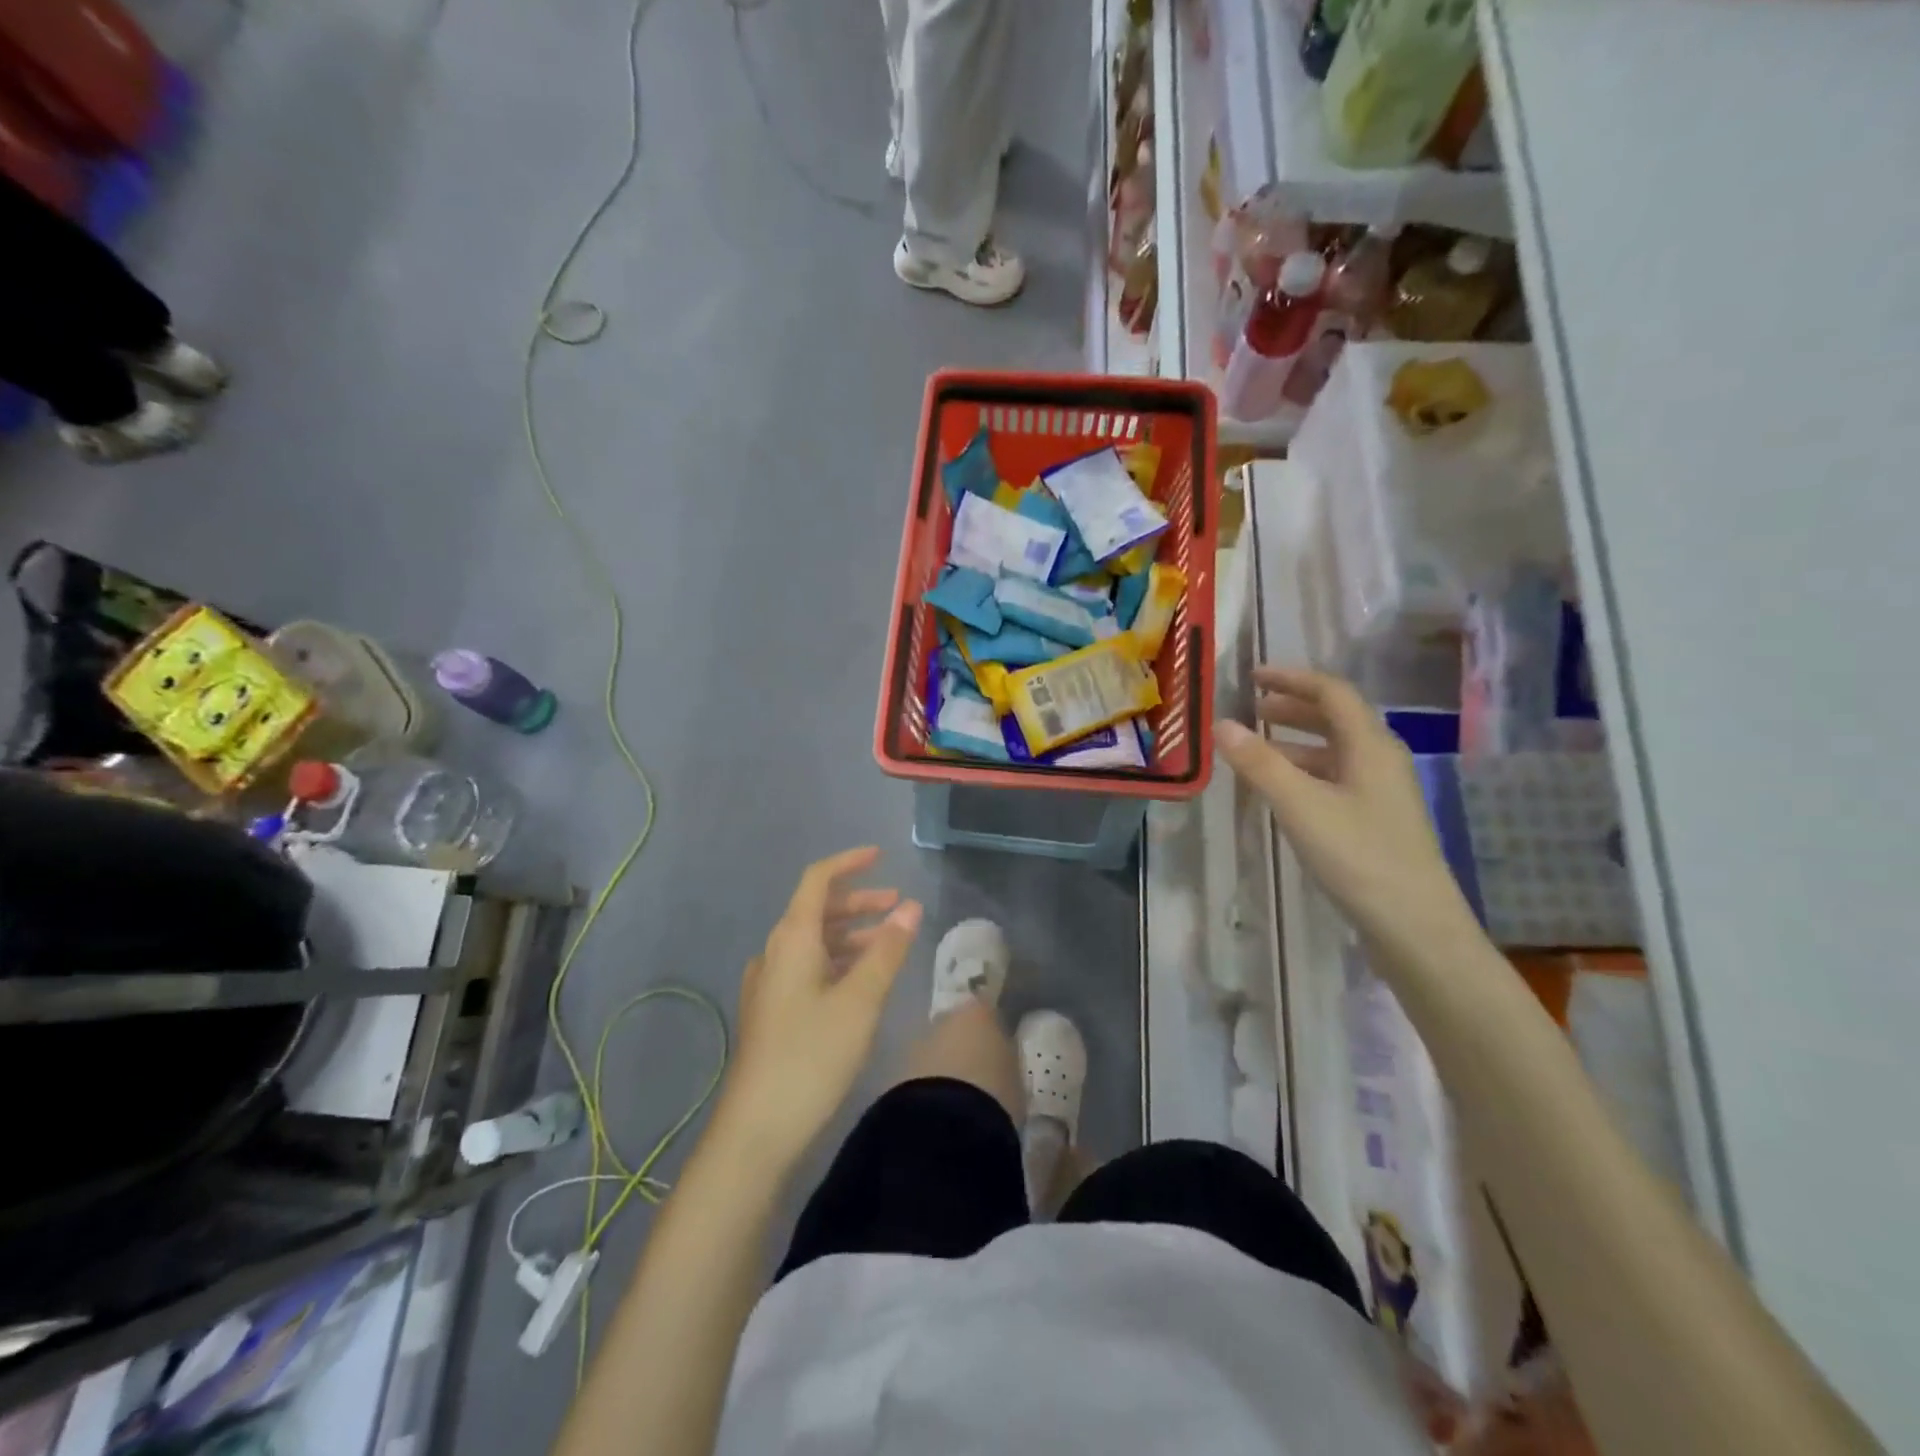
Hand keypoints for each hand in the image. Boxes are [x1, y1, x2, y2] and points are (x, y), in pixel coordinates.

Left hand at [716, 847, 922, 1169]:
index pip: (817, 880)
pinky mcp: (772, 1012)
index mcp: (792, 939)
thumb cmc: (812, 1055)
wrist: (756, 1129)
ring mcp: (770, 984)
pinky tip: (862, 982)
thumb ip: (888, 950)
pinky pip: (809, 968)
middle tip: (898, 907)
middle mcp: (775, 953)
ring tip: (890, 944)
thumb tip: (910, 906)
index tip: (882, 856)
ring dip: (852, 935)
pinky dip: (839, 961)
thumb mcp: (860, 1000)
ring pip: (815, 942)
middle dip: (859, 902)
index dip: (849, 863)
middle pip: (817, 910)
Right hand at [1213, 667, 1475, 956]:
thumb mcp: (1300, 805)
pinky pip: (1335, 778)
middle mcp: (1380, 760)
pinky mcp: (1375, 821)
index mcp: (1370, 745)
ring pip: (1335, 751)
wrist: (1415, 926)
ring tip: (1256, 746)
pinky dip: (1304, 771)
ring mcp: (1381, 792)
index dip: (1292, 679)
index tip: (1253, 677)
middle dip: (1292, 708)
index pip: (1332, 692)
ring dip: (1296, 741)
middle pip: (1336, 718)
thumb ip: (1260, 763)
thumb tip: (1221, 724)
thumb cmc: (1358, 856)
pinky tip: (1281, 790)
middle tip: (1251, 708)